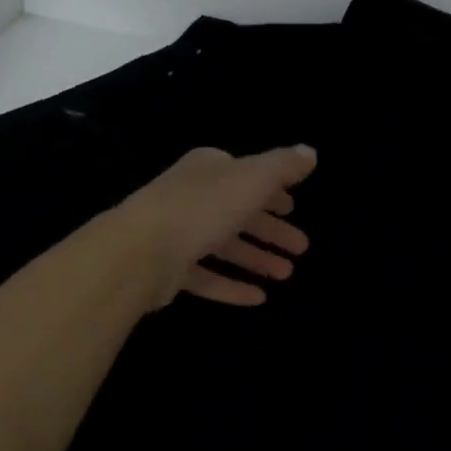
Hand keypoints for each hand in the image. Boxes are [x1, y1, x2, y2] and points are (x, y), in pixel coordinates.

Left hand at [117, 145, 316, 308]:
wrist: (140, 251)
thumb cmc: (203, 207)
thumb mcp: (253, 179)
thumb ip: (282, 167)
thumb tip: (309, 152)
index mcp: (210, 170)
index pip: (247, 176)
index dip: (272, 191)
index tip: (293, 208)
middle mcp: (192, 197)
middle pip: (239, 213)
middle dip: (271, 230)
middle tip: (301, 248)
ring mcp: (178, 234)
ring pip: (224, 246)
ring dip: (257, 259)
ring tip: (286, 275)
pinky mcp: (169, 269)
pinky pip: (207, 277)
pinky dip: (232, 285)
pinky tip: (258, 298)